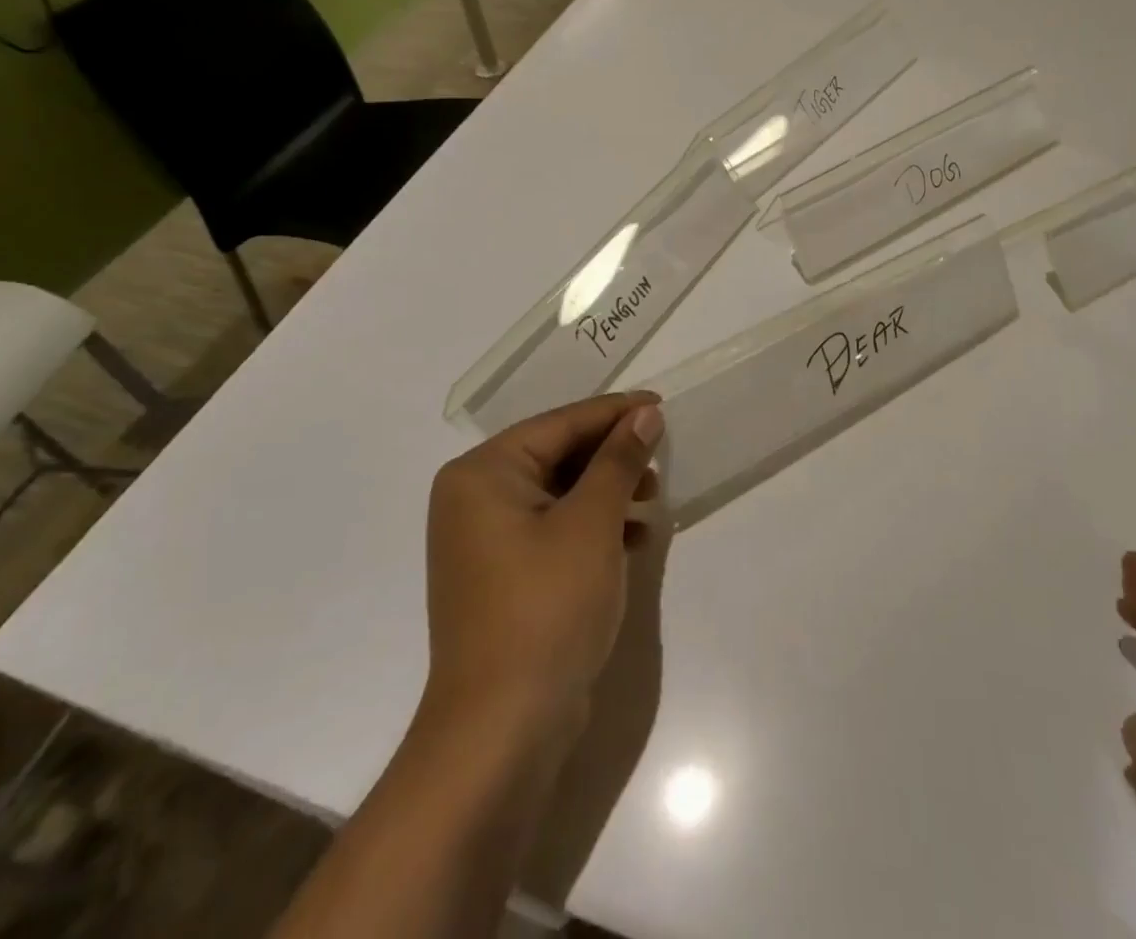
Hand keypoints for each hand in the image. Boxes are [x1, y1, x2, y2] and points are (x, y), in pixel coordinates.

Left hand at [422, 392, 663, 748]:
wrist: (502, 730)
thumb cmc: (546, 607)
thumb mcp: (591, 523)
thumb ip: (619, 461)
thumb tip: (644, 414)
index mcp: (483, 474)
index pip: (559, 424)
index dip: (614, 413)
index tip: (661, 404)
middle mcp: (475, 499)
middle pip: (556, 455)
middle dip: (612, 454)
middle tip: (660, 454)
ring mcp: (485, 542)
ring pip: (559, 493)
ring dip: (608, 490)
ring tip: (653, 495)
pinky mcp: (503, 577)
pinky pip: (554, 529)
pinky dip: (593, 526)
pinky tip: (635, 536)